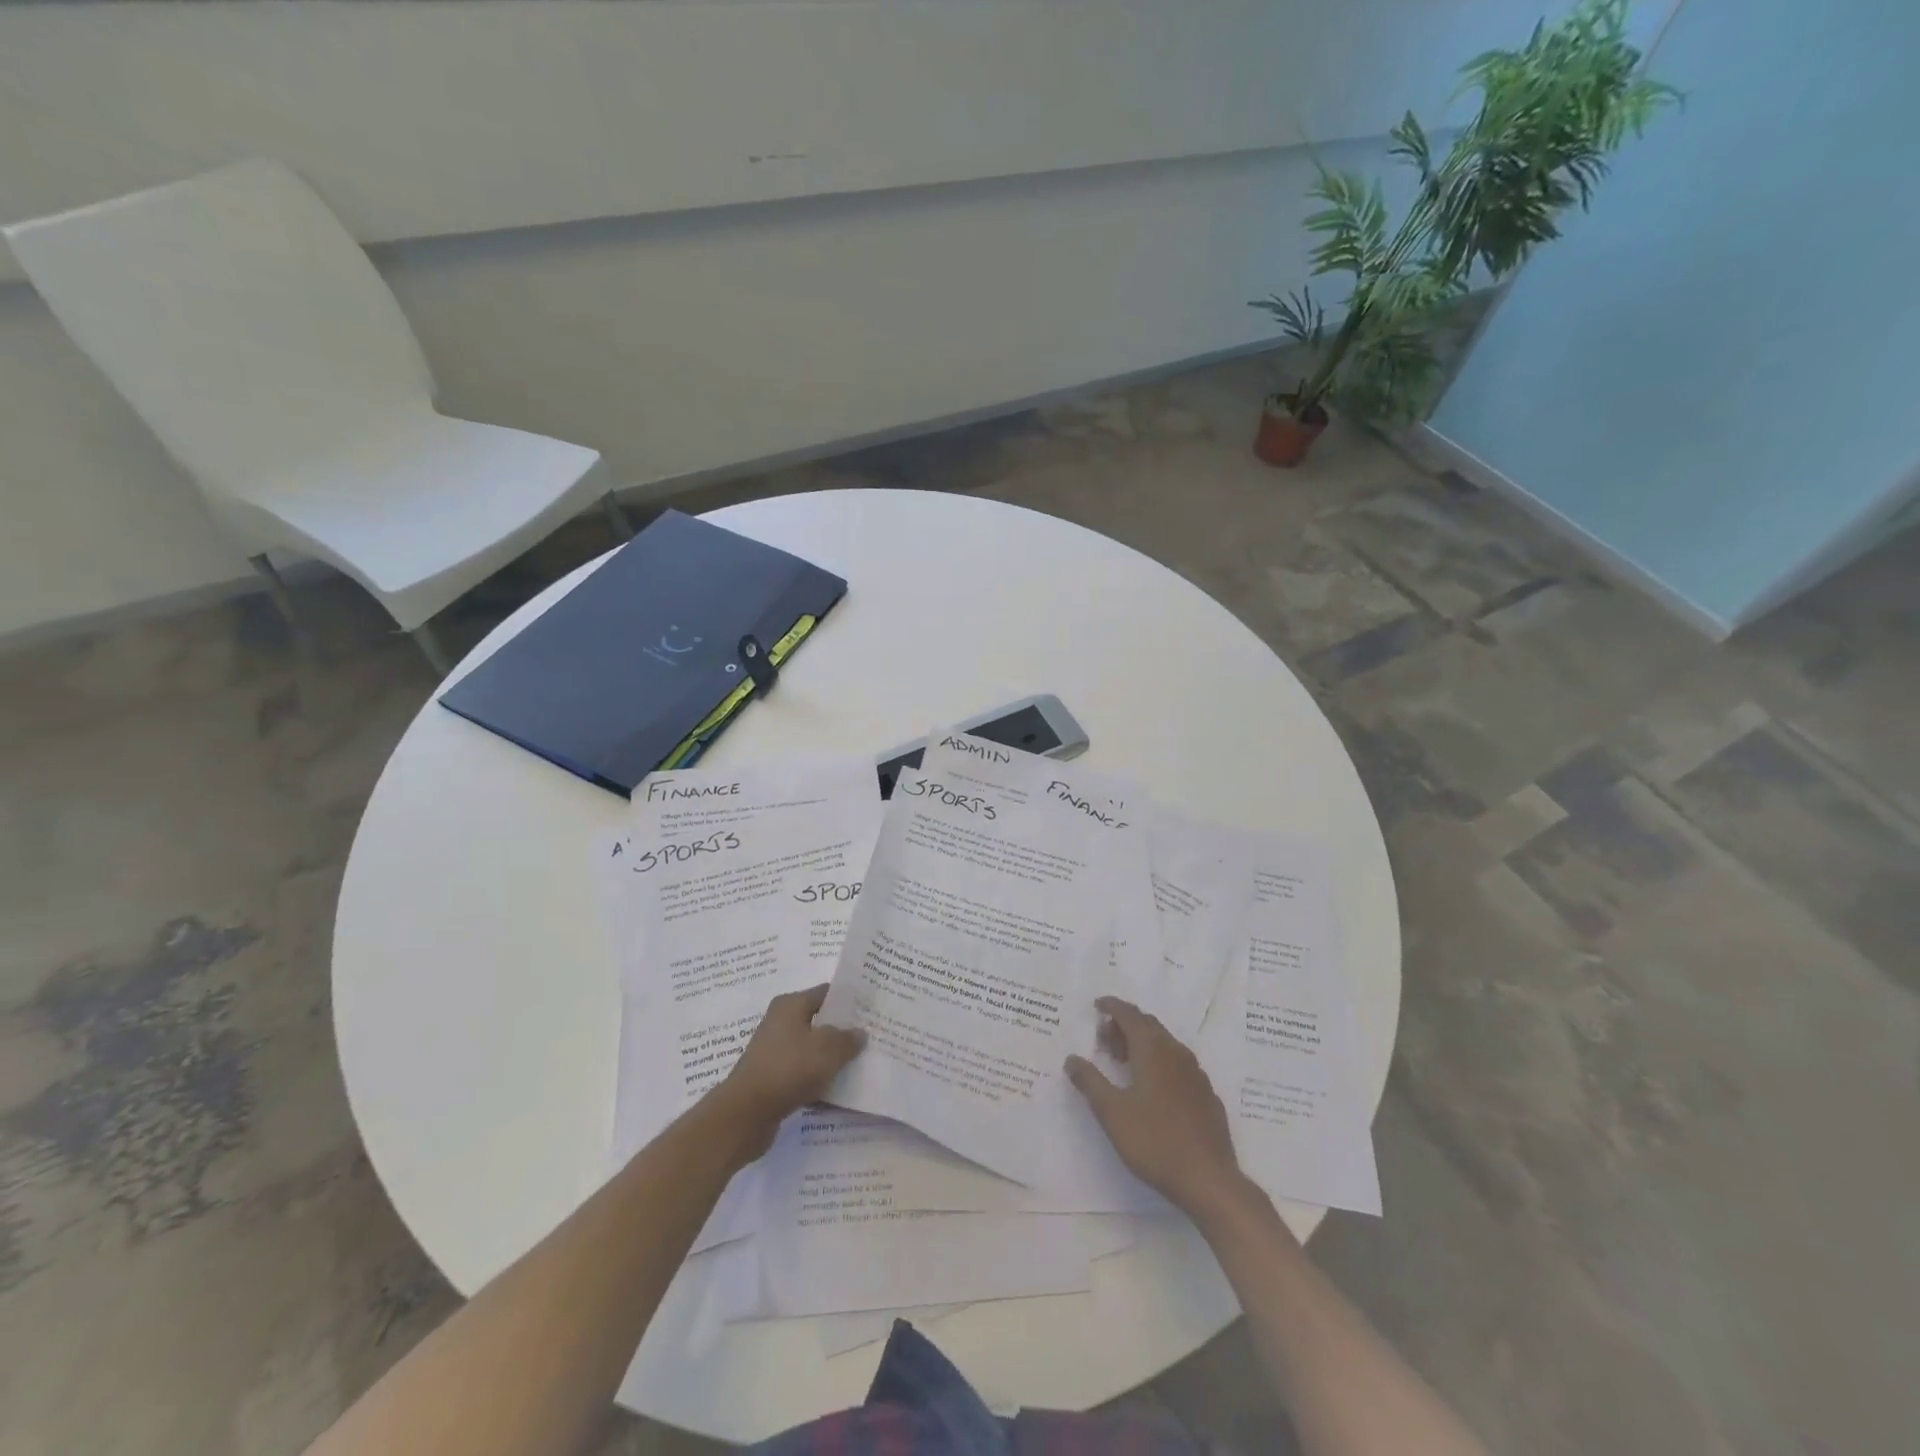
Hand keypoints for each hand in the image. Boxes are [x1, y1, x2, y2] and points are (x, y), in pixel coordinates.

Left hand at [708, 985, 864, 1161]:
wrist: (746, 1114)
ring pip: (812, 1049)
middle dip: (843, 1030)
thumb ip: (848, 1039)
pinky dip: (818, 1078)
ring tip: (860, 1062)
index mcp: (790, 1005)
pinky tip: (838, 1088)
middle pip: (819, 1021)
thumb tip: (859, 1033)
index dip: (849, 999)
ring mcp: (774, 1052)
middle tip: (871, 1036)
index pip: (825, 993)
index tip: (871, 1008)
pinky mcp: (772, 1078)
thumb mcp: (828, 1050)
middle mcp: (780, 1023)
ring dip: (831, 1057)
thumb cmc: (789, 1069)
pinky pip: (802, 1072)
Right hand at [1066, 997, 1246, 1216]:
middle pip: (1148, 1025)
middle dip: (1125, 1025)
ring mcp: (1196, 1073)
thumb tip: (1072, 1059)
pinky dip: (1160, 1062)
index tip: (1097, 1006)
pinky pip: (1179, 1064)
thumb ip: (1090, 1081)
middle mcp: (1176, 1053)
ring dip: (1142, 1043)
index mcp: (1152, 1050)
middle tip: (1104, 1039)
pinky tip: (1153, 1087)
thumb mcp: (1112, 1112)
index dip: (1112, 1006)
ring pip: (1165, 1044)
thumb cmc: (1154, 1141)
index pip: (1130, 1014)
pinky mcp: (1206, 1094)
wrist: (1208, 1179)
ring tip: (1123, 1062)